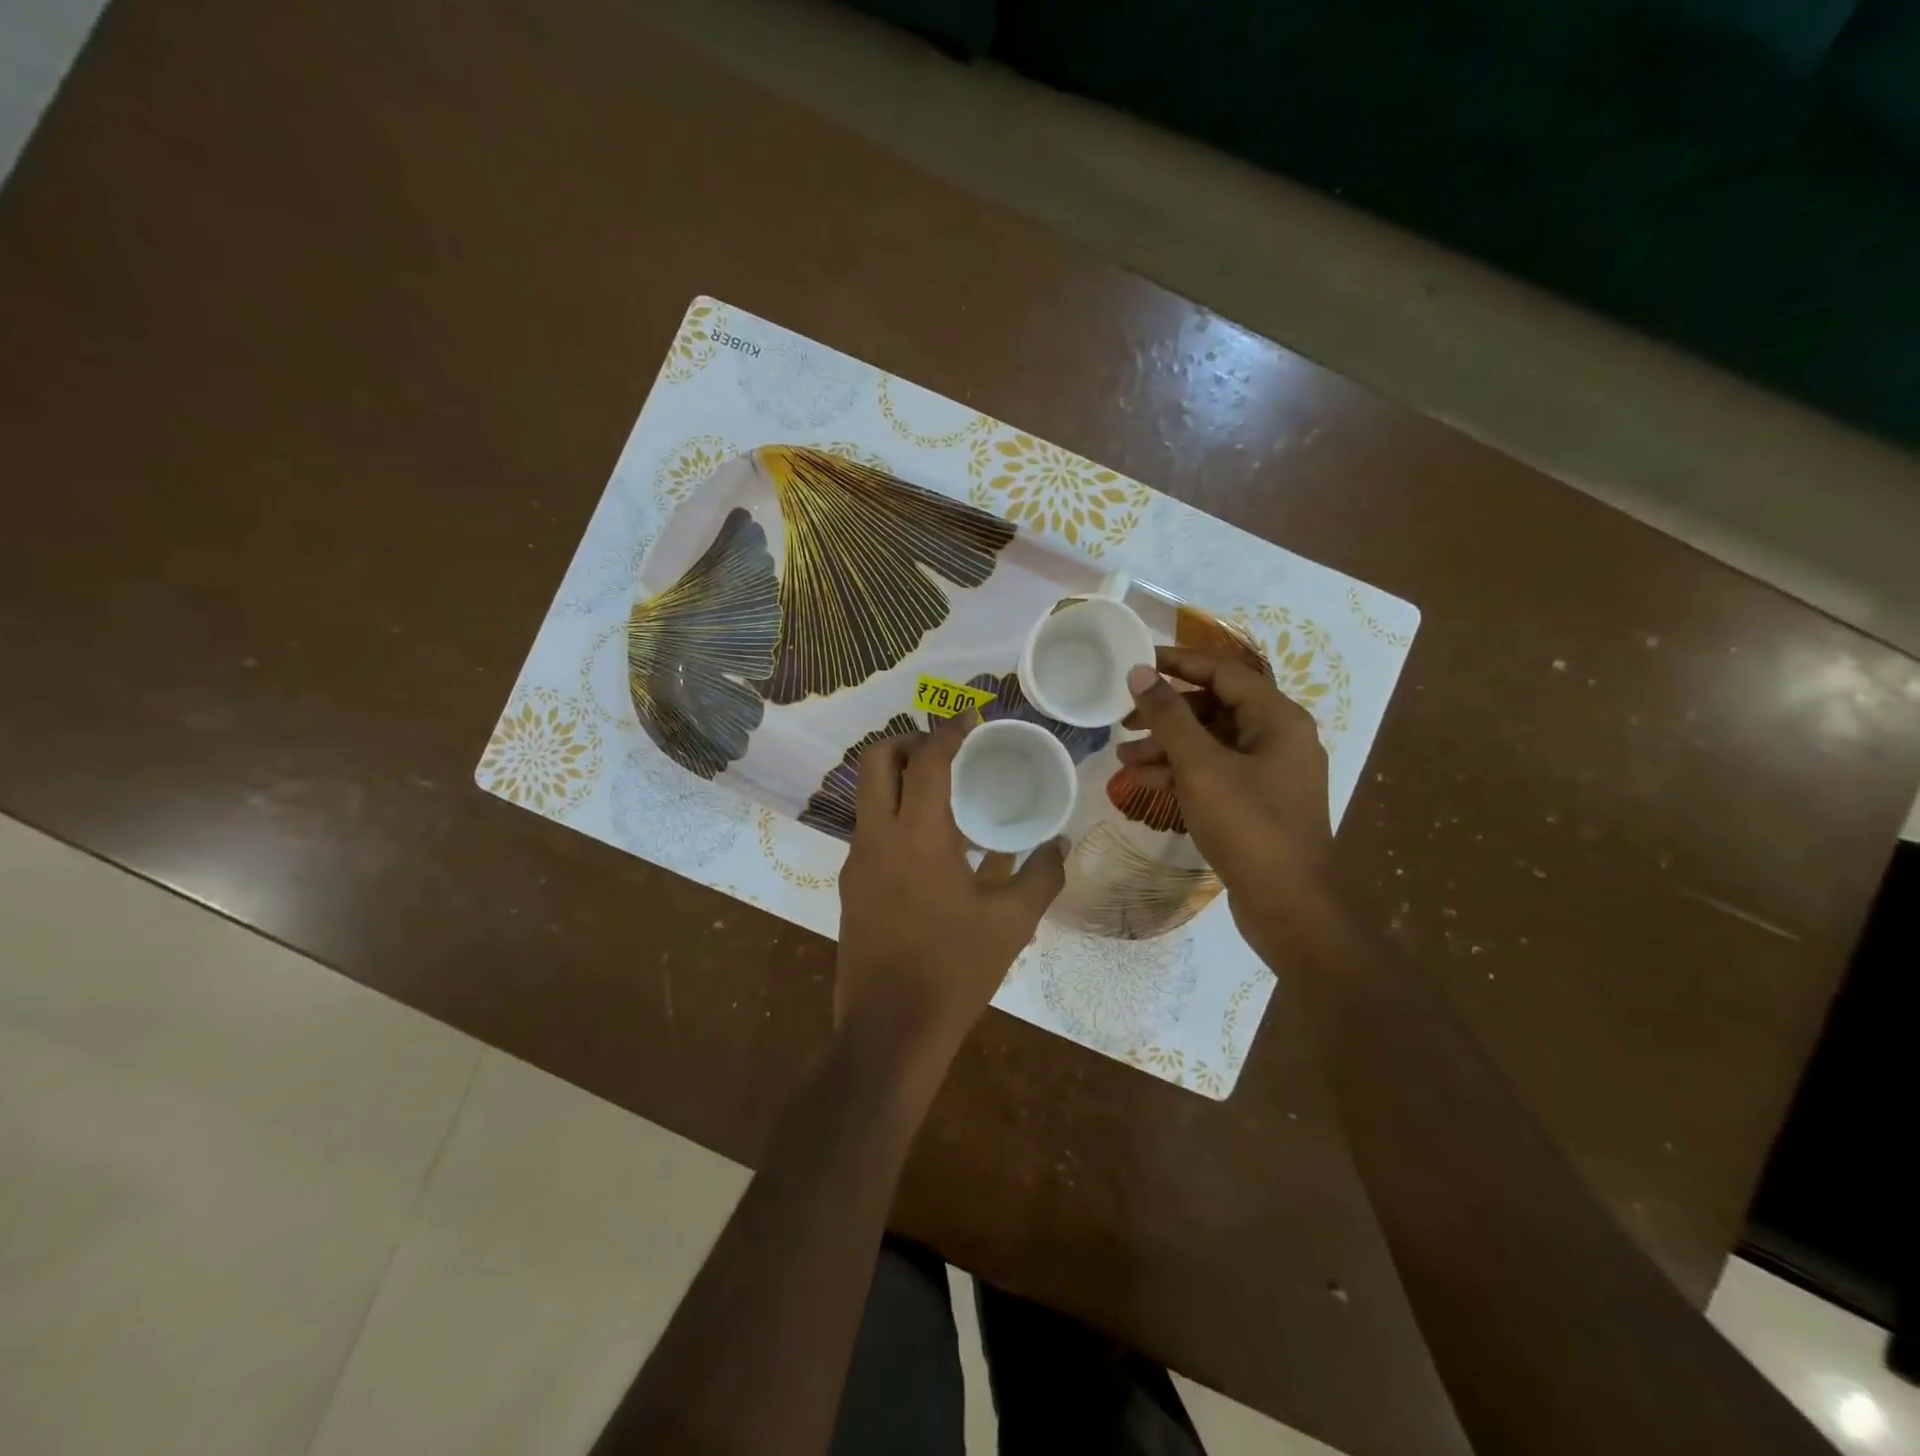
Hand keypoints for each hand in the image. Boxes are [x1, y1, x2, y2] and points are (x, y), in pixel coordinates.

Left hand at [836, 713, 1066, 1066]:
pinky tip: (931, 848)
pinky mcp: (850, 886)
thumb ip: (1041, 876)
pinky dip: (895, 816)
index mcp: (918, 836)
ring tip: (944, 796)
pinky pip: (870, 830)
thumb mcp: (1012, 924)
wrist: (889, 1032)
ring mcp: (856, 862)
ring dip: (899, 779)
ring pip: (867, 795)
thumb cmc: (954, 971)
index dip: (950, 730)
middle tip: (947, 752)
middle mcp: (877, 837)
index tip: (971, 716)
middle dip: (909, 741)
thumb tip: (1060, 845)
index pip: (928, 760)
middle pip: (876, 760)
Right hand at [1120, 647, 1331, 933]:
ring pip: (1211, 744)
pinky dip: (1182, 773)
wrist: (1290, 905)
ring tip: (1124, 759)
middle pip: (1215, 708)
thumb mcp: (1201, 766)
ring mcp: (1269, 773)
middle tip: (1124, 719)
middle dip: (1167, 713)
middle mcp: (1278, 738)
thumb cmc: (1248, 824)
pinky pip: (1215, 773)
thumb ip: (1168, 716)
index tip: (1138, 661)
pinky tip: (1146, 783)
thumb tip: (1139, 672)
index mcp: (1277, 718)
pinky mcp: (1257, 803)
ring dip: (1168, 747)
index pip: (1223, 672)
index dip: (1179, 663)